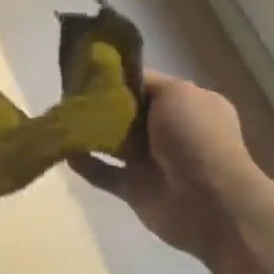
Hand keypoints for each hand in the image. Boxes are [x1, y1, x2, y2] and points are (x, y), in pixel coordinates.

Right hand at [73, 71, 267, 265]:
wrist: (211, 203)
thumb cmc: (196, 137)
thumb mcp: (177, 93)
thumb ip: (147, 83)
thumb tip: (122, 78)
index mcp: (188, 105)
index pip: (149, 86)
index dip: (122, 79)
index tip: (90, 71)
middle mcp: (171, 131)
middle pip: (129, 113)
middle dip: (102, 104)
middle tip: (69, 94)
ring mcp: (153, 162)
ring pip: (115, 143)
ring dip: (91, 133)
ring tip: (62, 119)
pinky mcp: (136, 190)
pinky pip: (106, 174)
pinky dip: (87, 164)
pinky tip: (65, 151)